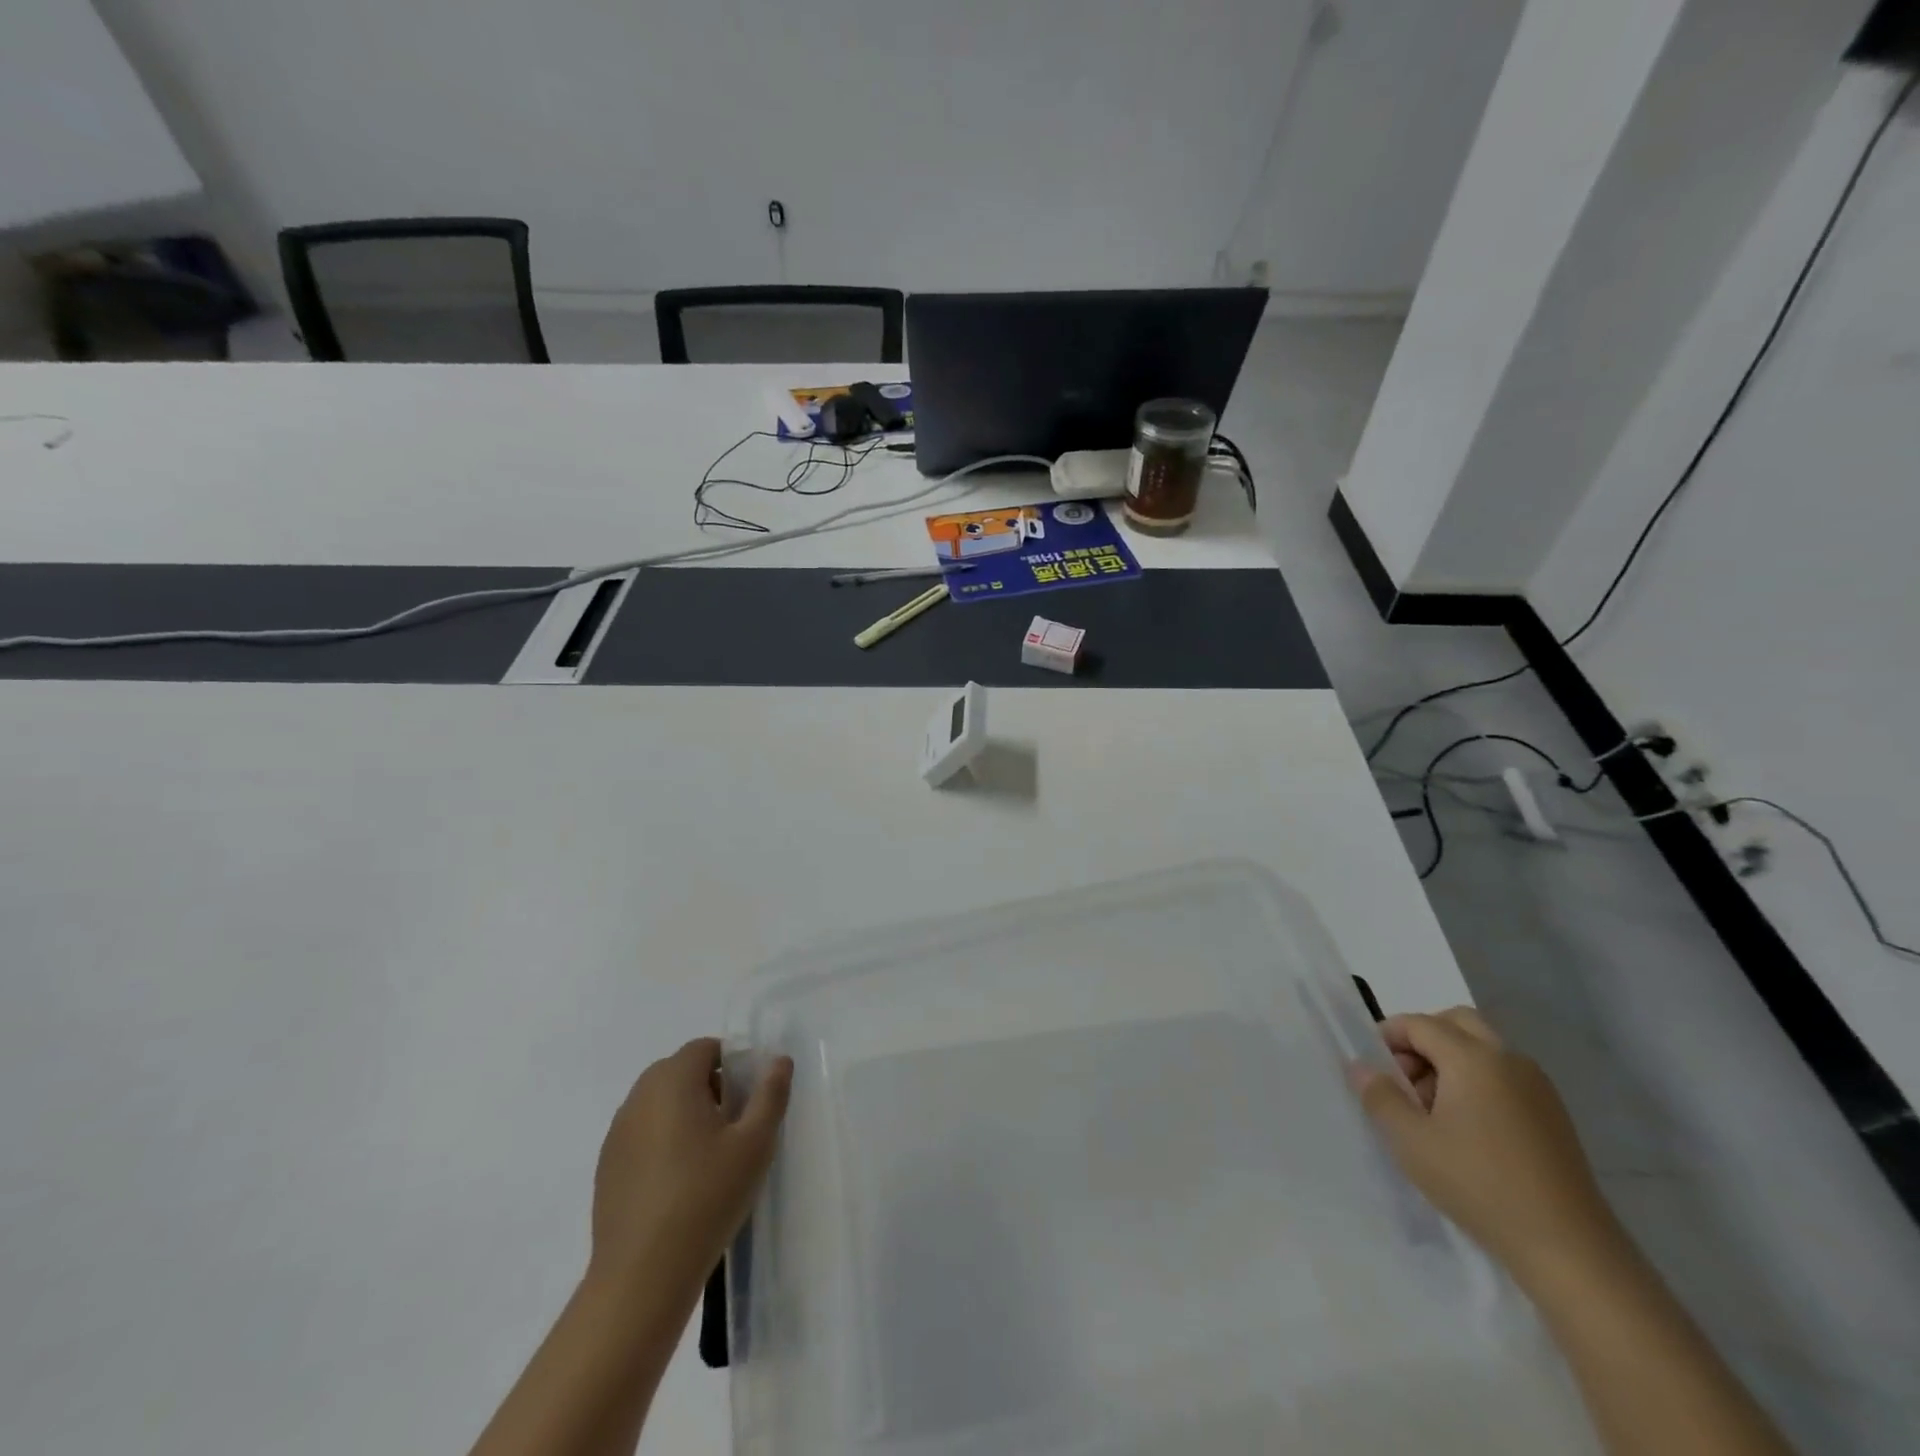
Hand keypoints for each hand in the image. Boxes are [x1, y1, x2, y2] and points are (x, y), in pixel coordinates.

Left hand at [588, 1038, 793, 1295]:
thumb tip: (778, 1061)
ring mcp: (617, 1133)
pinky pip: (642, 1133)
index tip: (749, 1096)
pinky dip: (662, 1140)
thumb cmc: (706, 1198)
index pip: (704, 1048)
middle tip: (735, 1123)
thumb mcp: (755, 1144)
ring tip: (709, 1154)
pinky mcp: (607, 1167)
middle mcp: (639, 1097)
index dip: (732, 1061)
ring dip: (684, 1112)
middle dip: (709, 1085)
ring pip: (658, 1102)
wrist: (641, 1276)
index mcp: (673, 1081)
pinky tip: (680, 1181)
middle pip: (679, 1071)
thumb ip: (770, 1094)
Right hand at [1353, 1008, 1622, 1285]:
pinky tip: (1467, 1128)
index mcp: (1473, 1058)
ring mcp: (1537, 1086)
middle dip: (1423, 1038)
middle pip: (1457, 1022)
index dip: (1388, 1036)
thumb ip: (1379, 1095)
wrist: (1569, 1249)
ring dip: (1450, 1060)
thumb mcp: (1411, 1141)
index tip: (1372, 1068)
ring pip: (1483, 1048)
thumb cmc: (1479, 1184)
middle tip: (1404, 1077)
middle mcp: (1508, 1059)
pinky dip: (1477, 1081)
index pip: (1419, 1024)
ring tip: (1432, 1109)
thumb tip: (1360, 1066)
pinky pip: (1504, 1075)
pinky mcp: (1553, 1115)